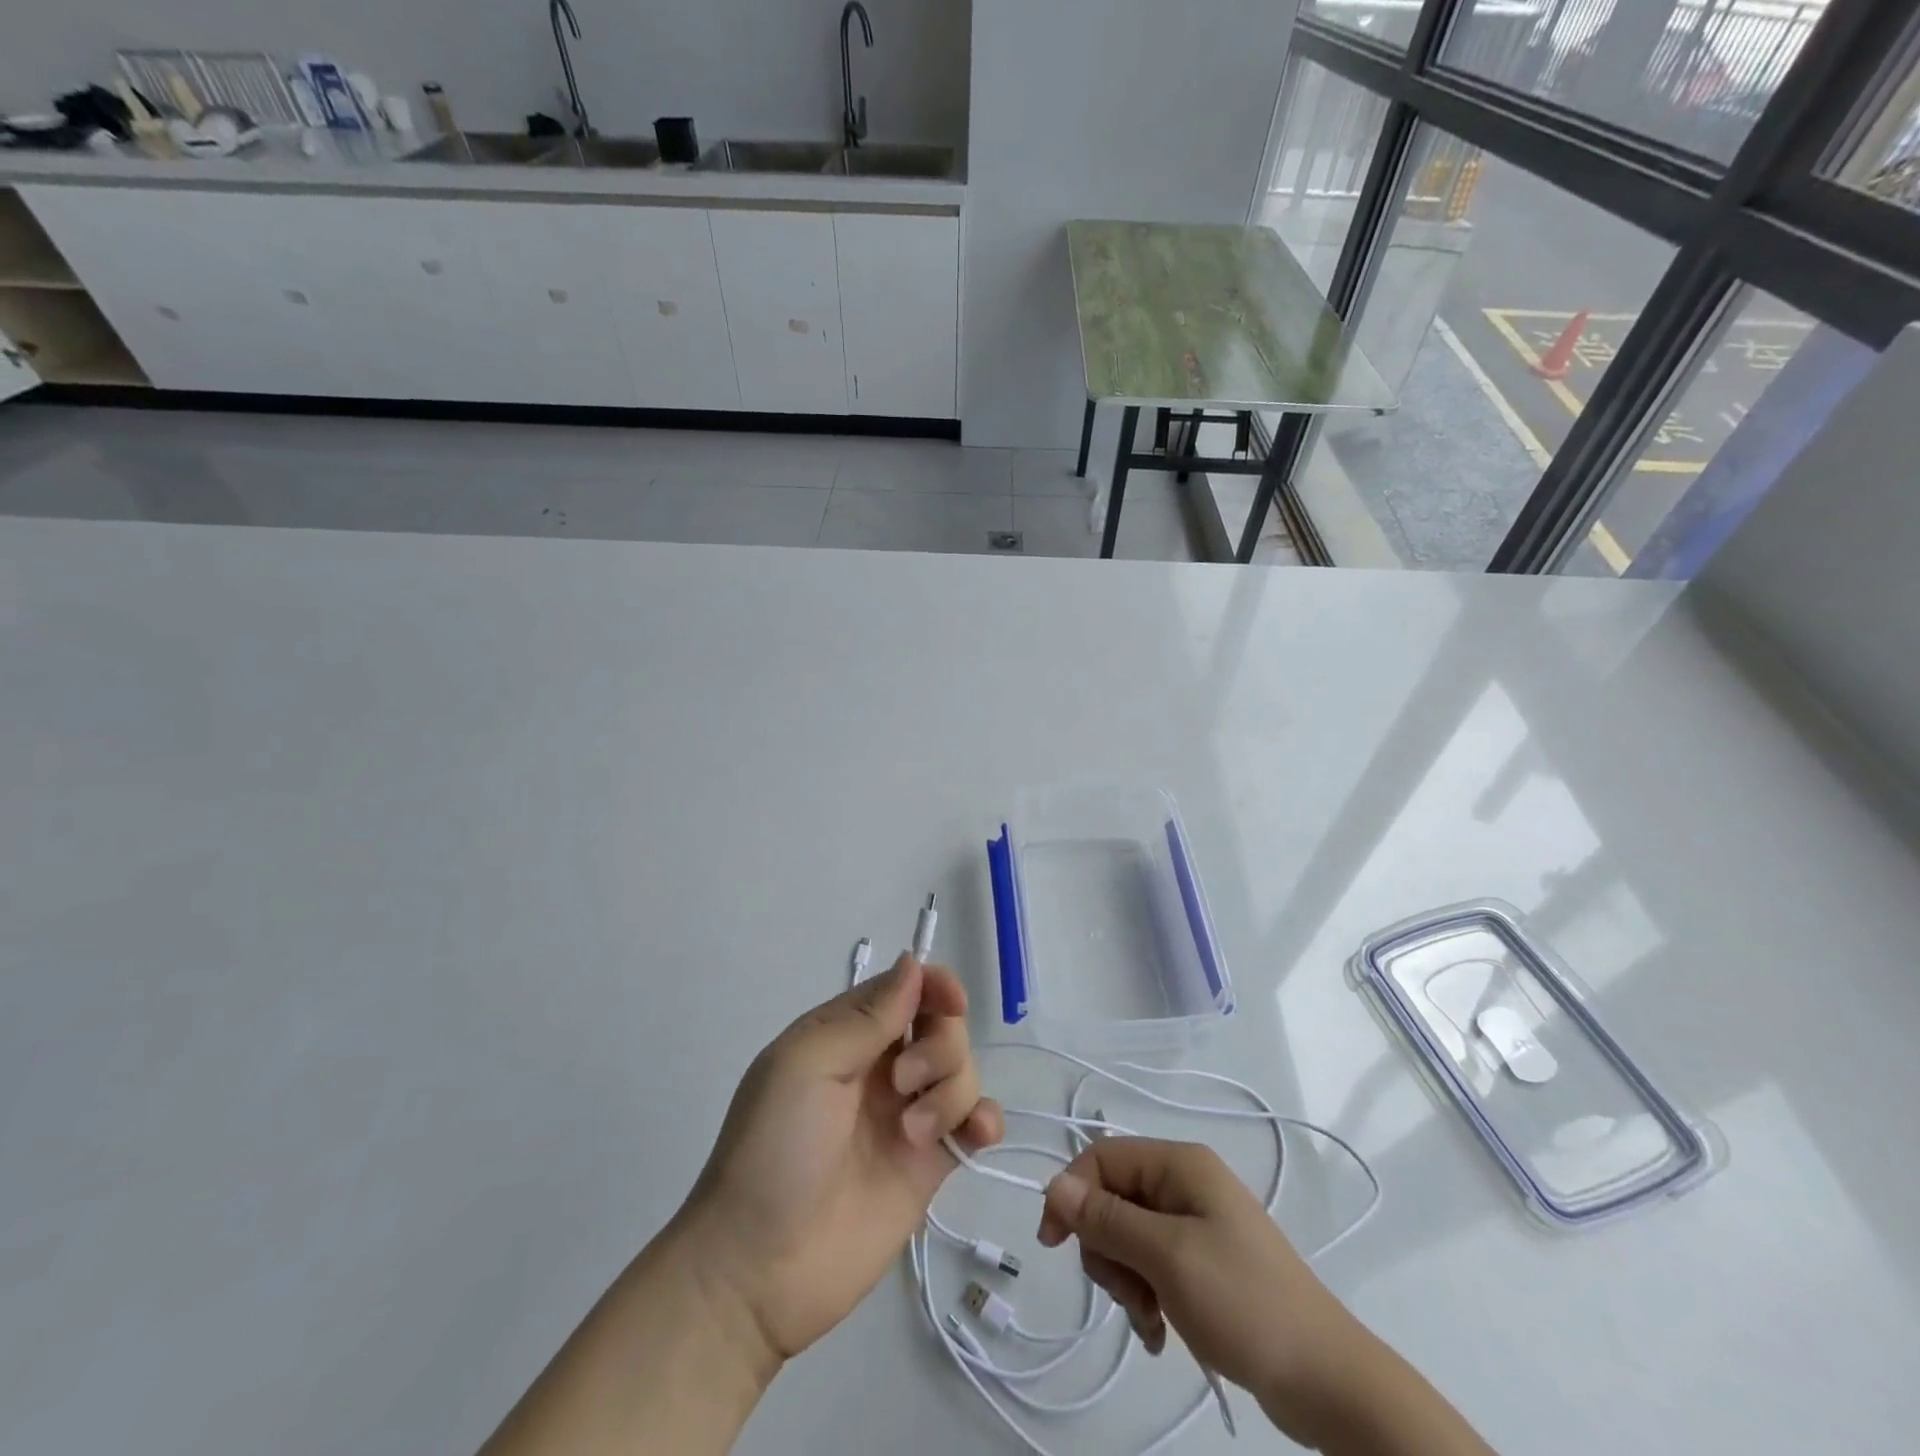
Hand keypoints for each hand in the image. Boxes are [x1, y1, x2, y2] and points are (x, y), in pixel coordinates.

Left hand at [676, 956, 1004, 1362]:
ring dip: (951, 1090)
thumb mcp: (807, 1065)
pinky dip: (985, 1119)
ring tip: (913, 1133)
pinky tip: (976, 1135)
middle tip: (903, 1083)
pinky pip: (975, 1122)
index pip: (904, 989)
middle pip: (942, 1026)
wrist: (759, 1269)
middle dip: (939, 1045)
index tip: (951, 1001)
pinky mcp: (930, 1164)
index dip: (934, 985)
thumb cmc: (774, 1150)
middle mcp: (881, 1068)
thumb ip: (867, 1016)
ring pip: (963, 1070)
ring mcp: (908, 1116)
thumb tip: (913, 963)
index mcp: (846, 1036)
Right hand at [1036, 1137, 1374, 1448]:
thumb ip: (1107, 1218)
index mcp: (1180, 1164)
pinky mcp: (1202, 1262)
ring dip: (1125, 1279)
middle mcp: (1185, 1183)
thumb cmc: (1243, 1303)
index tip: (1053, 1243)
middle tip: (1127, 1291)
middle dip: (1107, 1247)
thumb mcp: (1167, 1257)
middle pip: (1112, 1198)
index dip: (1072, 1192)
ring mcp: (1196, 1223)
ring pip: (1127, 1235)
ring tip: (1148, 1318)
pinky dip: (1145, 1296)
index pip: (1103, 1157)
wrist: (1326, 1380)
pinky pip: (1151, 1265)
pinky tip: (1158, 1332)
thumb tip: (1054, 1184)